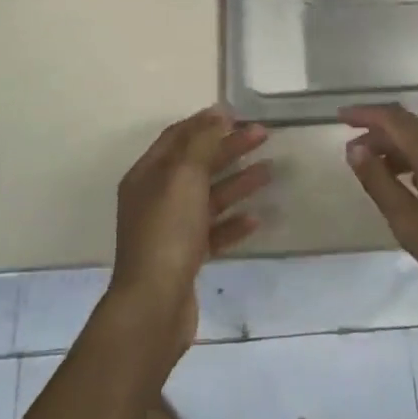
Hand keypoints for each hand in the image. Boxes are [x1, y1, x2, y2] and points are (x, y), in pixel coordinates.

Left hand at [110, 107, 271, 356]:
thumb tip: (217, 114)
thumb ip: (201, 142)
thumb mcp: (184, 176)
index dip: (205, 122)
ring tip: (270, 171)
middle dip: (228, 148)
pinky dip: (233, 222)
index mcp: (147, 175)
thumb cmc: (167, 231)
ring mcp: (170, 230)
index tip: (237, 113)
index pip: (177, 137)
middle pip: (196, 164)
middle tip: (263, 135)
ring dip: (237, 182)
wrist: (154, 305)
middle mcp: (155, 198)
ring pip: (208, 197)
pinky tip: (256, 217)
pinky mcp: (185, 258)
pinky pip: (213, 231)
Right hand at [342, 104, 417, 322]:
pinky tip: (417, 183)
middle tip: (356, 154)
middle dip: (382, 136)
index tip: (340, 117)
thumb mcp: (410, 224)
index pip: (393, 118)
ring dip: (405, 150)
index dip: (364, 114)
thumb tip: (356, 148)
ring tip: (381, 172)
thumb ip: (378, 181)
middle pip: (413, 127)